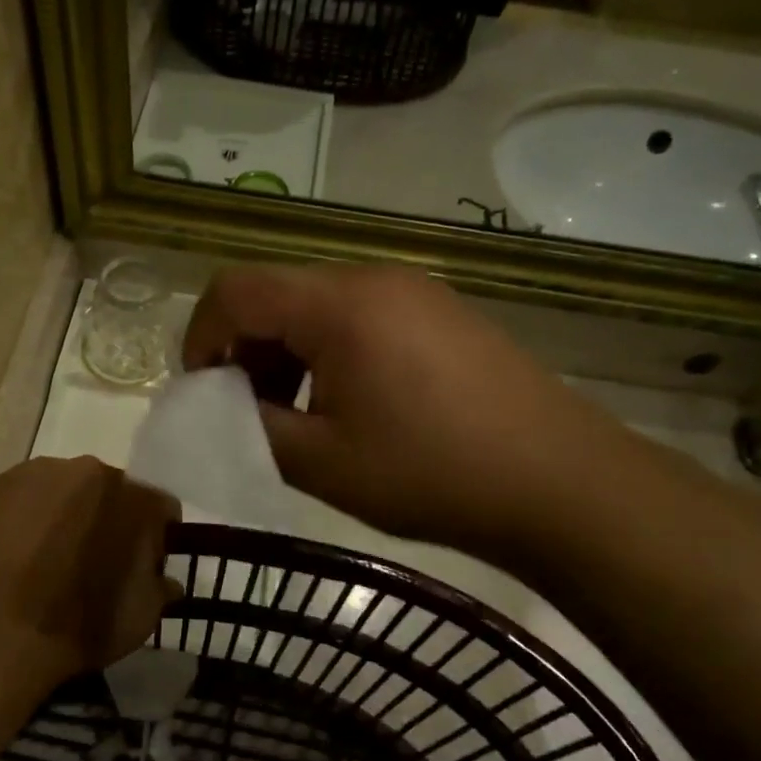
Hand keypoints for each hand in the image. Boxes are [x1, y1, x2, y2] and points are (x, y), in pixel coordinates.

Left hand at [0, 457, 181, 683]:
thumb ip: (159, 589)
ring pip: (59, 491)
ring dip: (61, 517)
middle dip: (106, 520)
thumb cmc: (76, 625)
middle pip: (107, 491)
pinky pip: (18, 502)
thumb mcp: (139, 619)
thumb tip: (164, 580)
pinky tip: (10, 560)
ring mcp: (32, 475)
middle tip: (92, 562)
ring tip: (44, 562)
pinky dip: (20, 523)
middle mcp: (86, 470)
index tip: (143, 567)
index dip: (155, 539)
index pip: (160, 508)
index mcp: (132, 495)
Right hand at [182, 264, 578, 557]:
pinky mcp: (441, 311)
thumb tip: (214, 403)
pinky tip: (349, 403)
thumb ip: (247, 426)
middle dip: (244, 348)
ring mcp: (414, 291)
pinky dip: (328, 350)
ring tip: (298, 414)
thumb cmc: (430, 473)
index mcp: (338, 305)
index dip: (201, 336)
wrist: (558, 482)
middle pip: (277, 292)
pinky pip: (360, 315)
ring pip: (318, 304)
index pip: (236, 290)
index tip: (203, 392)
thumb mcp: (320, 461)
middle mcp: (373, 278)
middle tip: (249, 411)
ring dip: (287, 351)